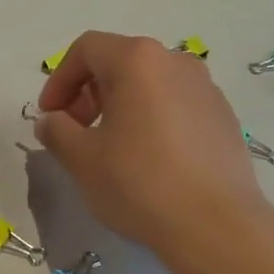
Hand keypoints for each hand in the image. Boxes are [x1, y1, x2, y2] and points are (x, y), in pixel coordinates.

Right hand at [34, 32, 268, 252]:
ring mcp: (206, 88)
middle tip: (75, 133)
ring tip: (110, 148)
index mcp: (137, 61)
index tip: (50, 116)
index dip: (59, 79)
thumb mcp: (82, 159)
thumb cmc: (139, 184)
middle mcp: (175, 62)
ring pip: (149, 84)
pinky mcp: (223, 116)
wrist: (215, 224)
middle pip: (120, 62)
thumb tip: (51, 121)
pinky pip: (175, 105)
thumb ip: (57, 131)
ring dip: (120, 107)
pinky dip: (151, 120)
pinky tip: (148, 160)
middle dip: (88, 93)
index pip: (87, 49)